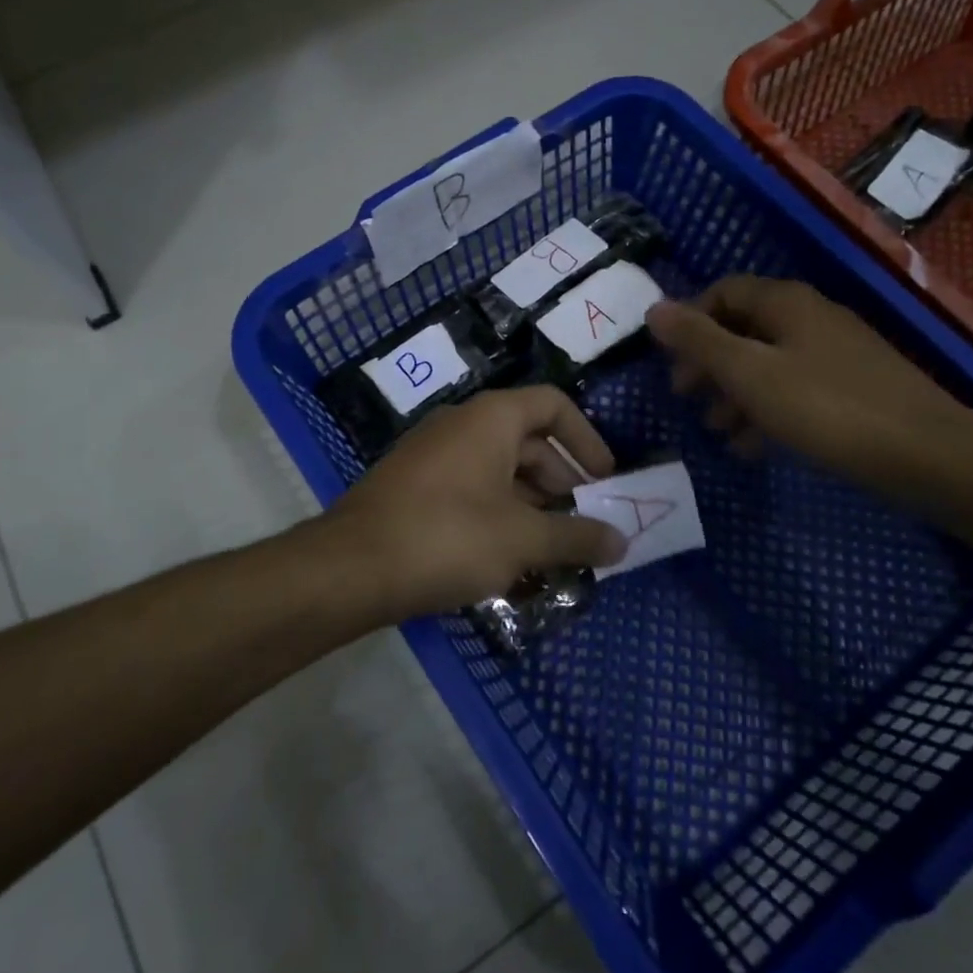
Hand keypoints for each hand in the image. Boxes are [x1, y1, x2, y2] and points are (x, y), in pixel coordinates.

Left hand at [328, 386, 627, 619]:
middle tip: (582, 525)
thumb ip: (576, 537)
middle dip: (562, 482)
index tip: (607, 480)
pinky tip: (507, 561)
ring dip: (531, 506)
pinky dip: (497, 515)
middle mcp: (462, 424)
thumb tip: (622, 542)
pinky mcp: (414, 486)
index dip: (587, 438)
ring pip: (499, 470)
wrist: (351, 566)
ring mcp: (433, 454)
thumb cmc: (448, 536)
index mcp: (491, 418)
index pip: (553, 405)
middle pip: (528, 441)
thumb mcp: (522, 539)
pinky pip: (470, 489)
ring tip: (551, 552)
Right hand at [645, 275, 972, 487]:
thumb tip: (653, 308)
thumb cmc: (826, 407)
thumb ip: (699, 340)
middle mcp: (810, 317)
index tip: (669, 360)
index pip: (722, 291)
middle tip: (686, 398)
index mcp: (785, 303)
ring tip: (716, 431)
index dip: (690, 320)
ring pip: (767, 363)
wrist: (928, 454)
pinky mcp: (852, 388)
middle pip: (743, 329)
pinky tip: (753, 447)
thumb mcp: (749, 373)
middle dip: (709, 363)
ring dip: (734, 393)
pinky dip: (767, 411)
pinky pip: (794, 389)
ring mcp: (835, 353)